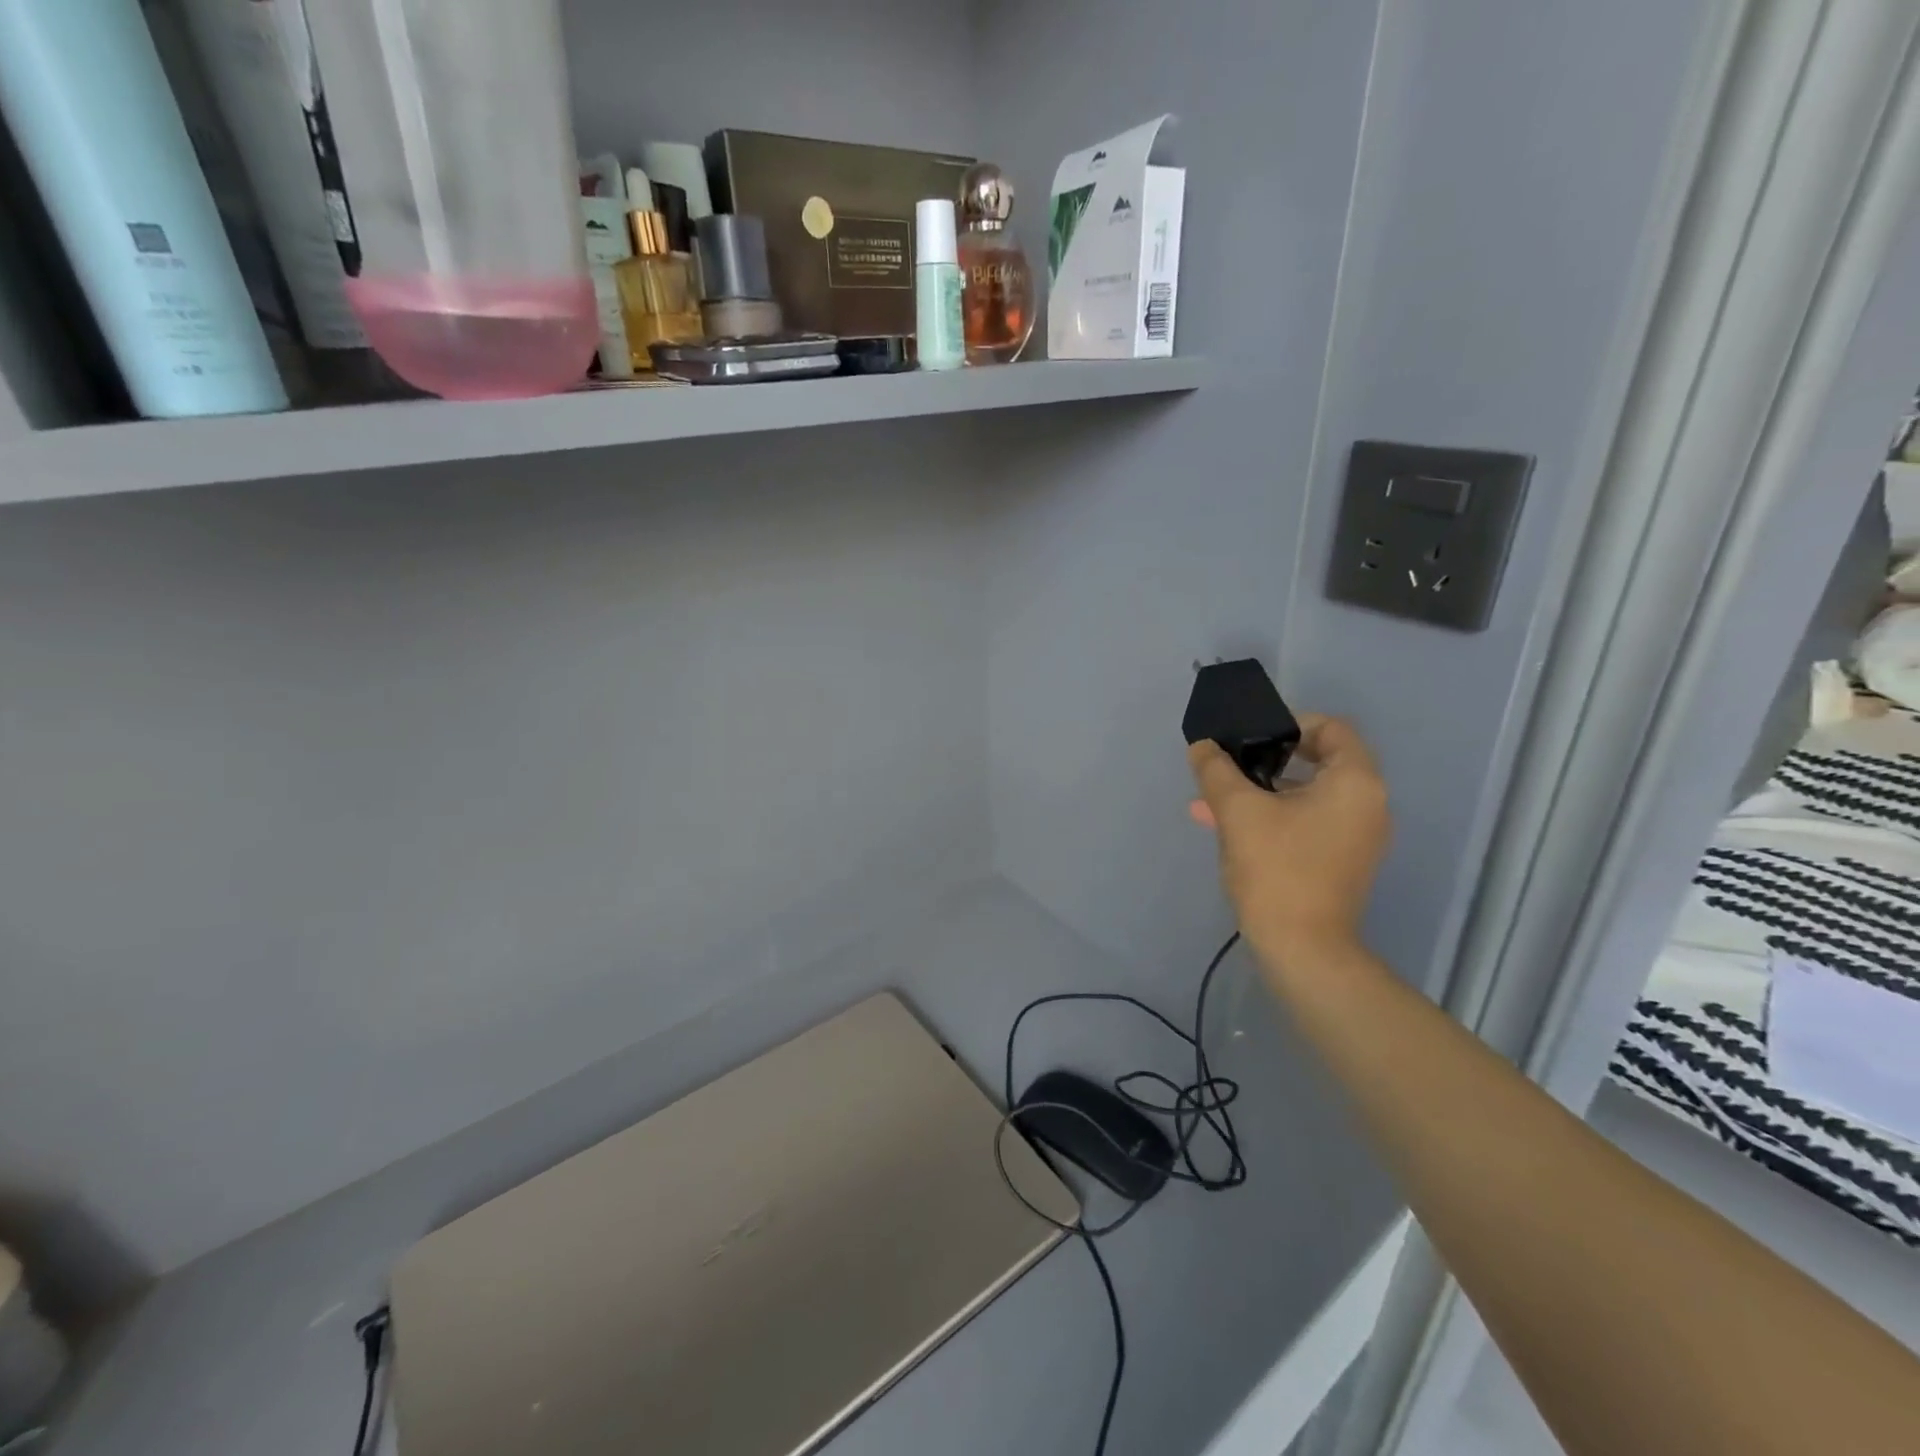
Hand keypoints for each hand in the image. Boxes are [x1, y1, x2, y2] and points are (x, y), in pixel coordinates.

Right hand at [1187, 715, 1390, 973]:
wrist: (1302, 949)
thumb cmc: (1276, 869)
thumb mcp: (1237, 811)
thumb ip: (1216, 770)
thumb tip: (1203, 746)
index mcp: (1355, 782)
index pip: (1330, 728)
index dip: (1287, 722)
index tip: (1247, 736)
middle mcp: (1367, 803)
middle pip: (1318, 760)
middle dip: (1264, 760)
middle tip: (1227, 764)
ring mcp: (1357, 836)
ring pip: (1306, 794)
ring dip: (1261, 791)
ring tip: (1212, 800)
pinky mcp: (1341, 861)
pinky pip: (1307, 822)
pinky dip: (1273, 816)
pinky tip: (1228, 827)